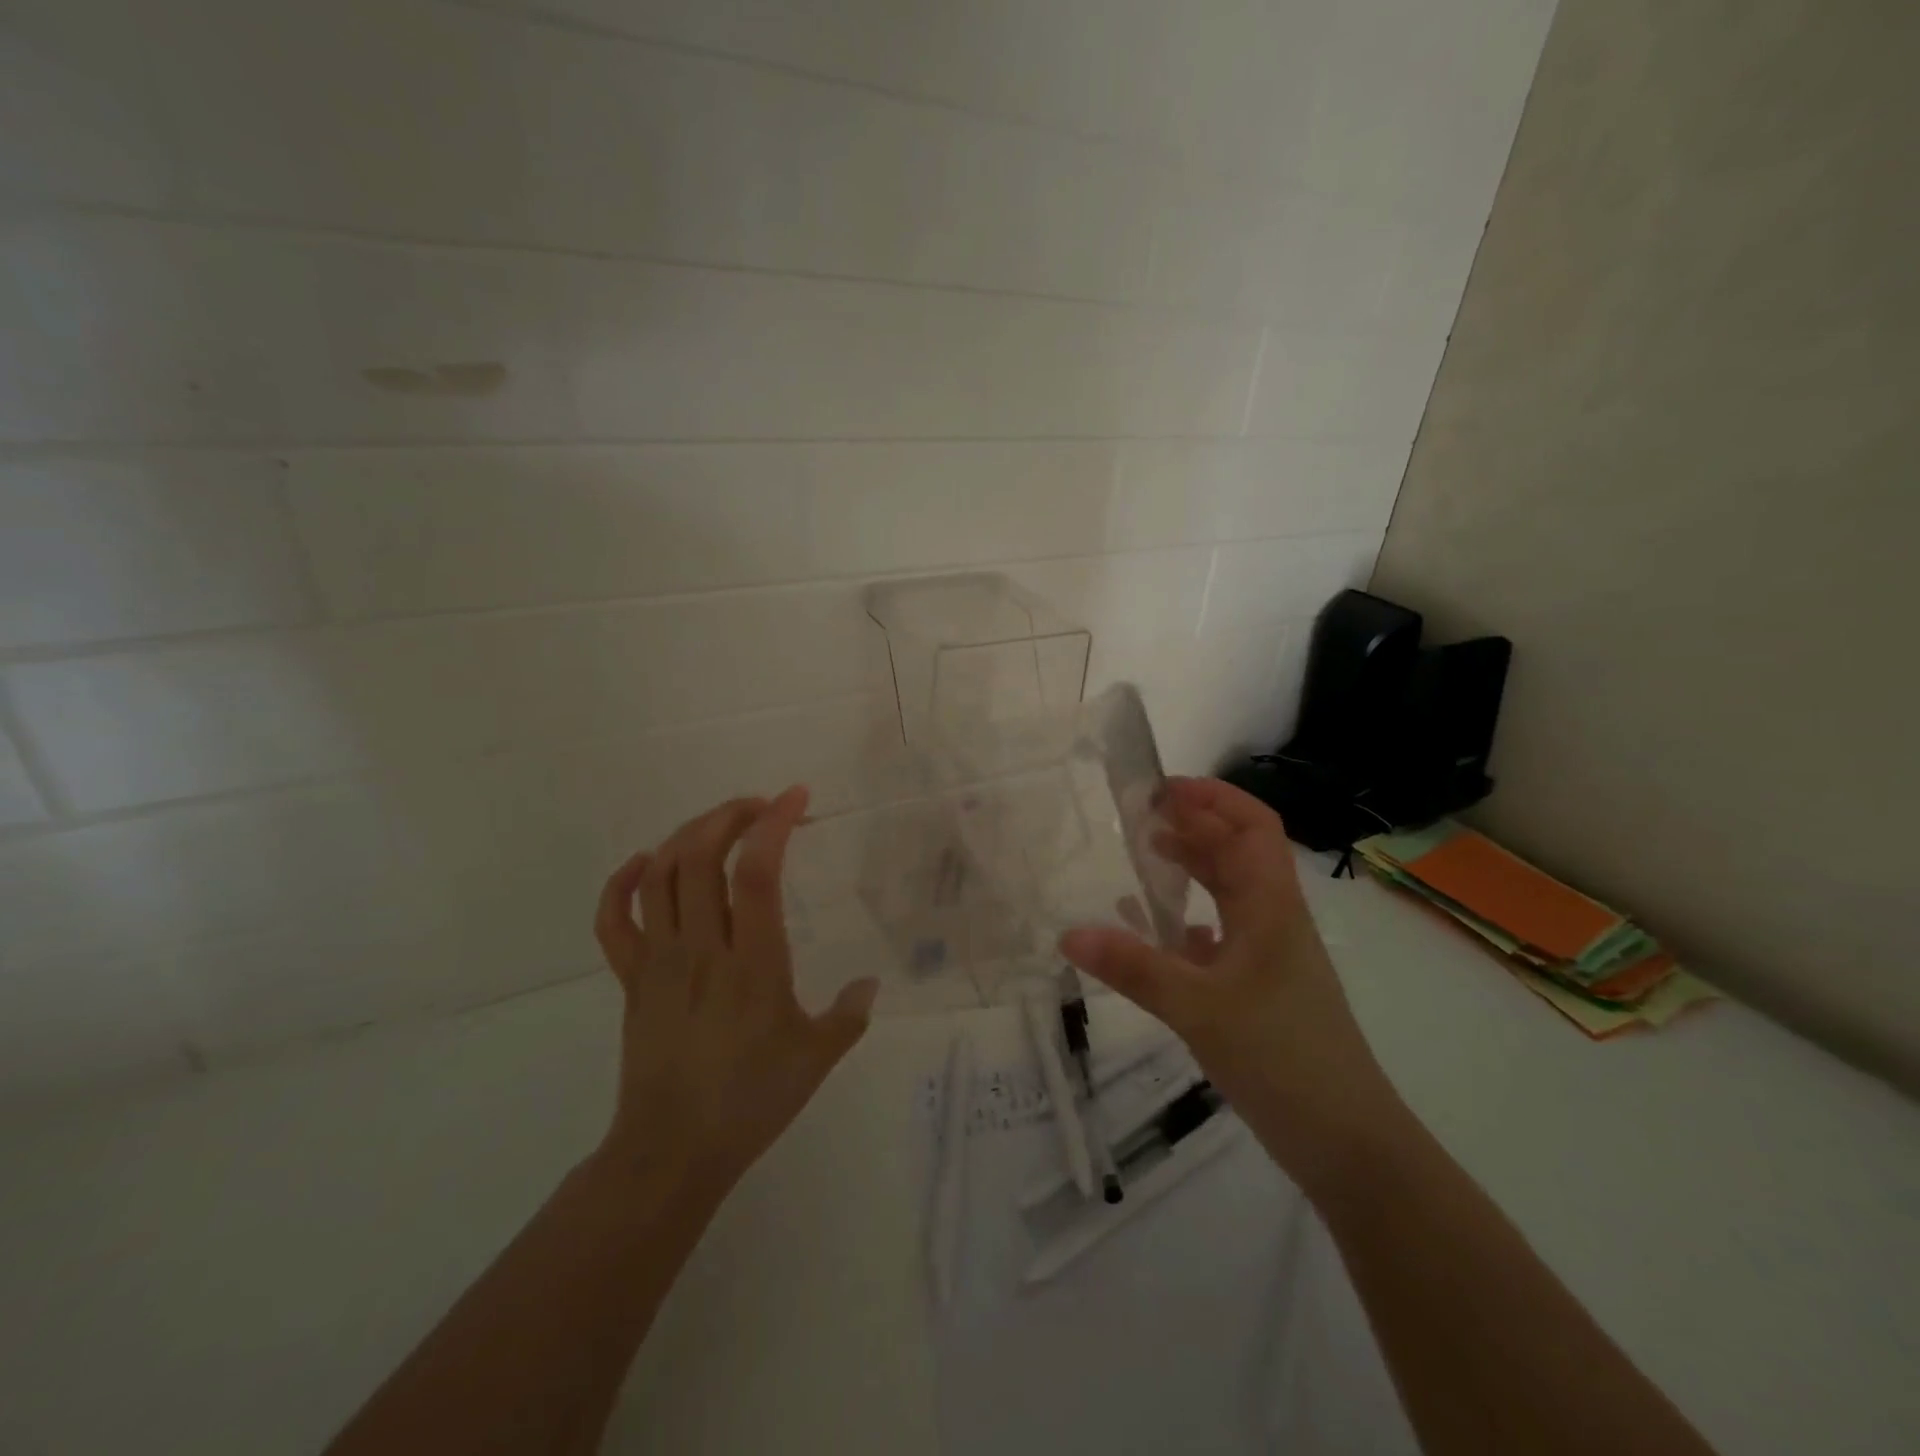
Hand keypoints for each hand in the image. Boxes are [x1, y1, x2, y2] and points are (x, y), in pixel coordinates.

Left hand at [592, 786, 878, 1194]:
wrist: (671, 1151)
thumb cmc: (750, 1101)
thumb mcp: (816, 1058)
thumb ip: (849, 1014)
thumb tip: (870, 983)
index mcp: (752, 963)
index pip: (757, 872)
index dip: (775, 823)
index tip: (796, 797)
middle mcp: (700, 949)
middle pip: (698, 856)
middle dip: (728, 815)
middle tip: (759, 806)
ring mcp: (658, 962)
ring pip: (659, 876)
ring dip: (686, 836)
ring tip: (718, 825)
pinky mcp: (632, 980)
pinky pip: (614, 921)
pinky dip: (623, 882)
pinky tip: (645, 862)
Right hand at [1060, 776, 1398, 1192]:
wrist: (1348, 1143)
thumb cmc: (1283, 1057)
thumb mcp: (1199, 1009)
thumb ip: (1134, 968)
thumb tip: (1068, 933)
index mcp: (1271, 906)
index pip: (1252, 826)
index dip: (1213, 797)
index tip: (1162, 788)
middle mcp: (1274, 920)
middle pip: (1237, 852)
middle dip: (1194, 825)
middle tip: (1138, 817)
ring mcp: (1269, 956)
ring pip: (1229, 892)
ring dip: (1192, 867)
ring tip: (1143, 855)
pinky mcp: (1259, 988)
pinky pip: (1220, 935)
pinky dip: (1188, 919)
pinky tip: (1156, 931)